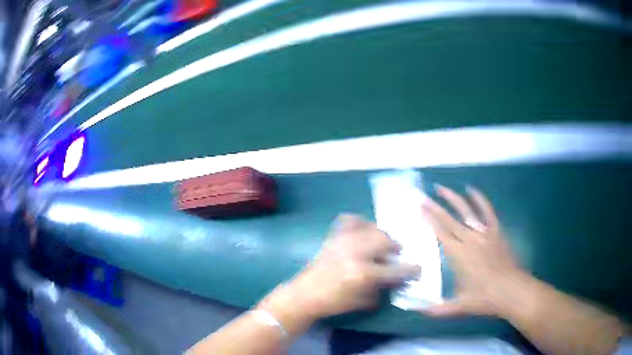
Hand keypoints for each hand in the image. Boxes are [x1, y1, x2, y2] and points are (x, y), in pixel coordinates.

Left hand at [288, 214, 420, 318]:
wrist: (305, 294)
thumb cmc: (334, 302)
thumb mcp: (364, 301)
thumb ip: (383, 289)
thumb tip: (398, 279)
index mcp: (365, 273)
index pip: (397, 269)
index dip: (412, 269)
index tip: (418, 269)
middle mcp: (357, 252)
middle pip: (387, 241)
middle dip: (396, 248)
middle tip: (396, 256)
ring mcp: (345, 241)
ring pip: (373, 229)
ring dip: (383, 237)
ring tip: (382, 245)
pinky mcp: (334, 236)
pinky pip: (352, 220)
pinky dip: (362, 223)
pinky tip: (364, 231)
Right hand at [420, 185, 527, 317]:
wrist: (512, 291)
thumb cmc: (485, 299)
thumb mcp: (459, 307)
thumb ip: (437, 310)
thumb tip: (416, 311)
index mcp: (459, 255)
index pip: (440, 233)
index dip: (429, 220)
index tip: (419, 208)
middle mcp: (470, 240)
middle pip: (449, 219)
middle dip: (434, 207)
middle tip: (422, 196)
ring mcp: (484, 233)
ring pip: (466, 211)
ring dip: (453, 198)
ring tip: (442, 188)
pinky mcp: (497, 231)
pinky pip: (487, 211)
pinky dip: (480, 199)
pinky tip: (472, 189)